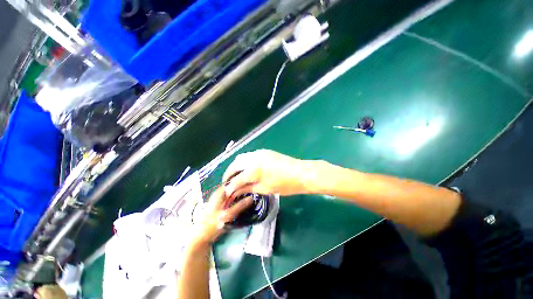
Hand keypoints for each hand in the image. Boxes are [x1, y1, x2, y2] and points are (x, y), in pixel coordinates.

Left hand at [191, 187, 252, 245]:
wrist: (200, 238)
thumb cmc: (212, 225)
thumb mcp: (228, 215)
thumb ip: (240, 206)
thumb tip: (252, 198)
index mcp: (219, 193)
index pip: (232, 181)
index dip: (241, 180)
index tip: (251, 182)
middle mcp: (219, 194)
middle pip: (232, 187)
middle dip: (242, 187)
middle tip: (253, 189)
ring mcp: (219, 200)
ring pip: (232, 193)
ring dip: (240, 194)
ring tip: (250, 194)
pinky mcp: (220, 206)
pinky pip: (230, 199)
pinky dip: (236, 199)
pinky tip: (243, 202)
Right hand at [223, 149, 310, 197]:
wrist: (300, 173)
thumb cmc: (285, 185)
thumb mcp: (265, 189)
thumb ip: (248, 188)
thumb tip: (234, 191)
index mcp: (254, 170)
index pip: (236, 178)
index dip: (230, 186)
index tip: (227, 192)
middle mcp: (254, 158)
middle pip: (235, 164)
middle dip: (229, 173)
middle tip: (228, 182)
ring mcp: (259, 153)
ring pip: (241, 158)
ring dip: (236, 166)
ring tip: (236, 176)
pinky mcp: (264, 151)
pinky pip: (249, 155)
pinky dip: (244, 162)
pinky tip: (246, 169)